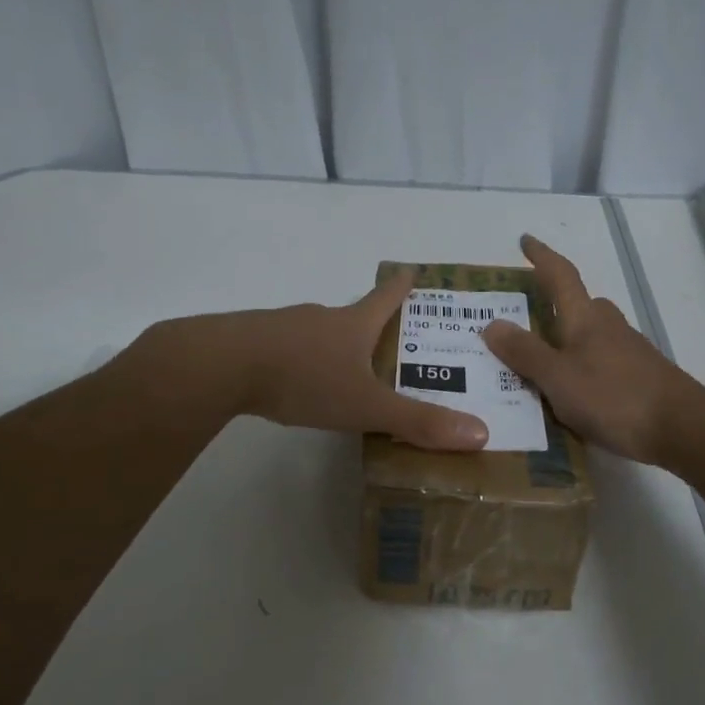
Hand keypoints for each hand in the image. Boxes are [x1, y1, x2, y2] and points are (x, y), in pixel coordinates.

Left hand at [211, 271, 488, 450]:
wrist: (223, 365)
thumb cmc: (304, 378)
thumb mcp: (365, 405)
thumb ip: (418, 422)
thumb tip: (481, 433)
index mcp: (353, 324)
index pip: (387, 297)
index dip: (403, 286)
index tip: (414, 271)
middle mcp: (322, 317)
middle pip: (354, 314)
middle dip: (374, 325)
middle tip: (392, 341)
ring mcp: (285, 326)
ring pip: (320, 332)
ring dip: (337, 344)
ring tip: (348, 370)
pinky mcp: (256, 342)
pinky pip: (289, 347)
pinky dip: (303, 359)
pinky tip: (299, 382)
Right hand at [481, 235, 701, 464]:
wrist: (682, 427)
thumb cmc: (613, 397)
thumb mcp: (557, 378)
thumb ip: (525, 352)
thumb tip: (492, 323)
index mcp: (585, 318)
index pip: (560, 275)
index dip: (541, 256)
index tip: (526, 240)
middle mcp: (608, 326)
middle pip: (579, 304)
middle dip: (555, 304)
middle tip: (527, 319)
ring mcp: (629, 350)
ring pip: (592, 334)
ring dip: (569, 339)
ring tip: (543, 363)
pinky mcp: (640, 376)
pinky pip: (602, 360)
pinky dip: (583, 366)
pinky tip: (574, 392)